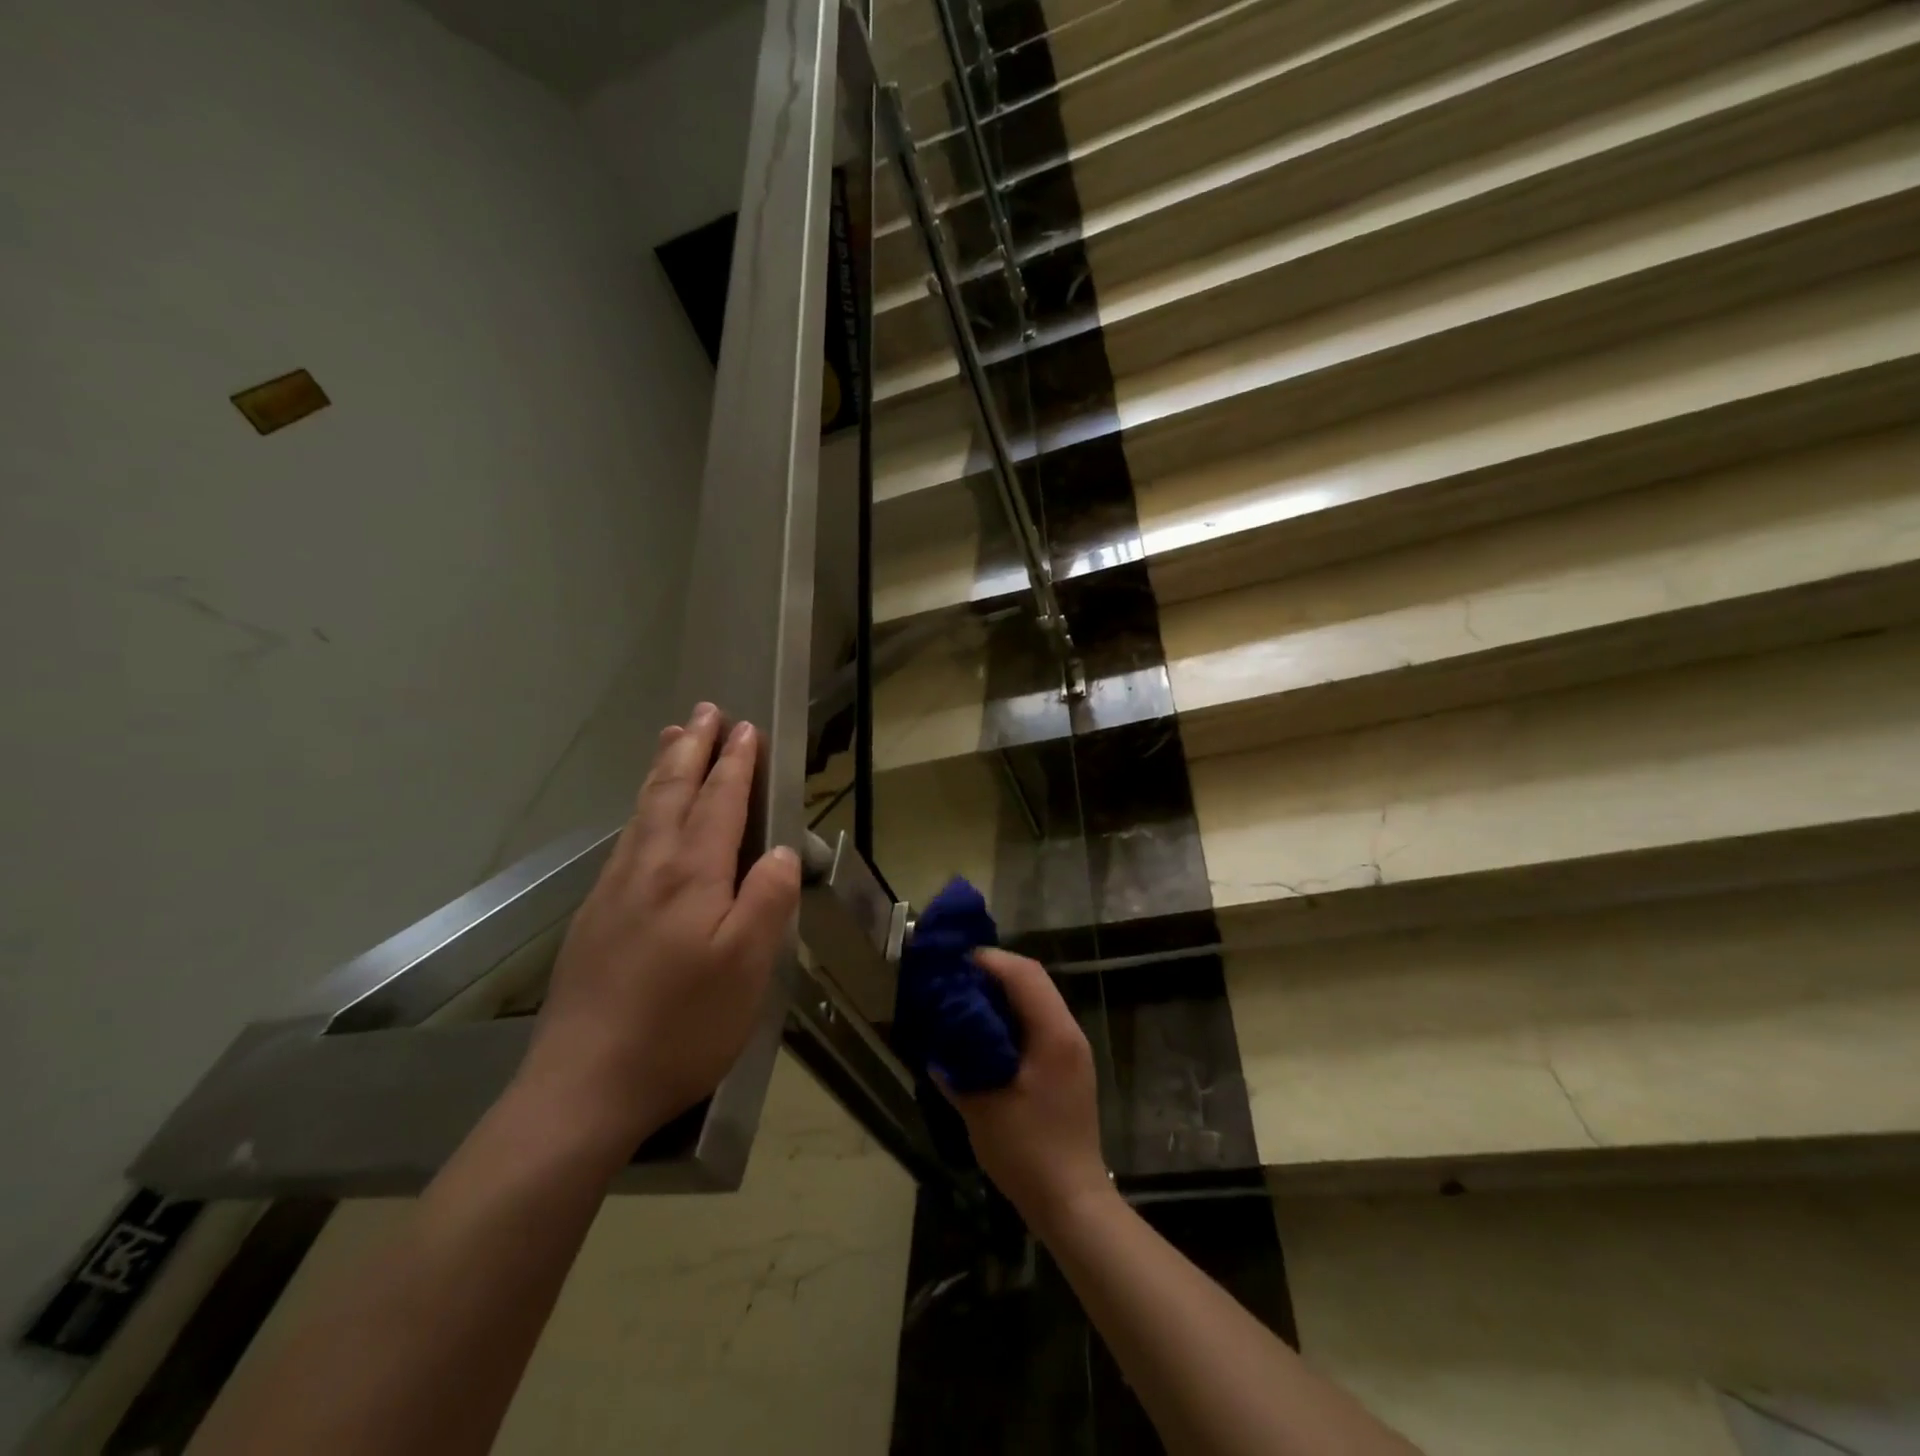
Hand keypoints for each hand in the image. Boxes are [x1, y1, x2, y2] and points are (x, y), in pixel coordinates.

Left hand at [519, 703, 801, 1149]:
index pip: (719, 803)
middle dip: (693, 749)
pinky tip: (644, 818)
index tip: (745, 728)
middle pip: (672, 793)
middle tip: (704, 711)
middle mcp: (648, 868)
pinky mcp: (595, 917)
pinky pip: (625, 840)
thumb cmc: (681, 1027)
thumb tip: (779, 852)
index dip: (735, 764)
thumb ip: (766, 900)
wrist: (583, 1087)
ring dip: (662, 770)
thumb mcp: (747, 968)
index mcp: (690, 876)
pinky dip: (642, 809)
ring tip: (672, 739)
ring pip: (643, 812)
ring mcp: (614, 891)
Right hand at [941, 949, 1112, 1235]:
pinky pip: (1039, 1023)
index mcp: (1053, 1034)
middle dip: (993, 972)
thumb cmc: (1028, 1152)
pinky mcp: (1068, 1066)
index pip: (1023, 974)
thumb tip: (936, 1043)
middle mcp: (1069, 1032)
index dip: (988, 960)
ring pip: (1036, 999)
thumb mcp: (981, 1109)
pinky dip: (1012, 1017)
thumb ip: (956, 1070)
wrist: (1073, 1202)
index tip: (954, 964)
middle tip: (955, 981)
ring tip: (965, 1002)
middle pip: (1032, 980)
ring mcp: (1072, 1049)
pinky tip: (985, 1035)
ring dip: (1003, 994)